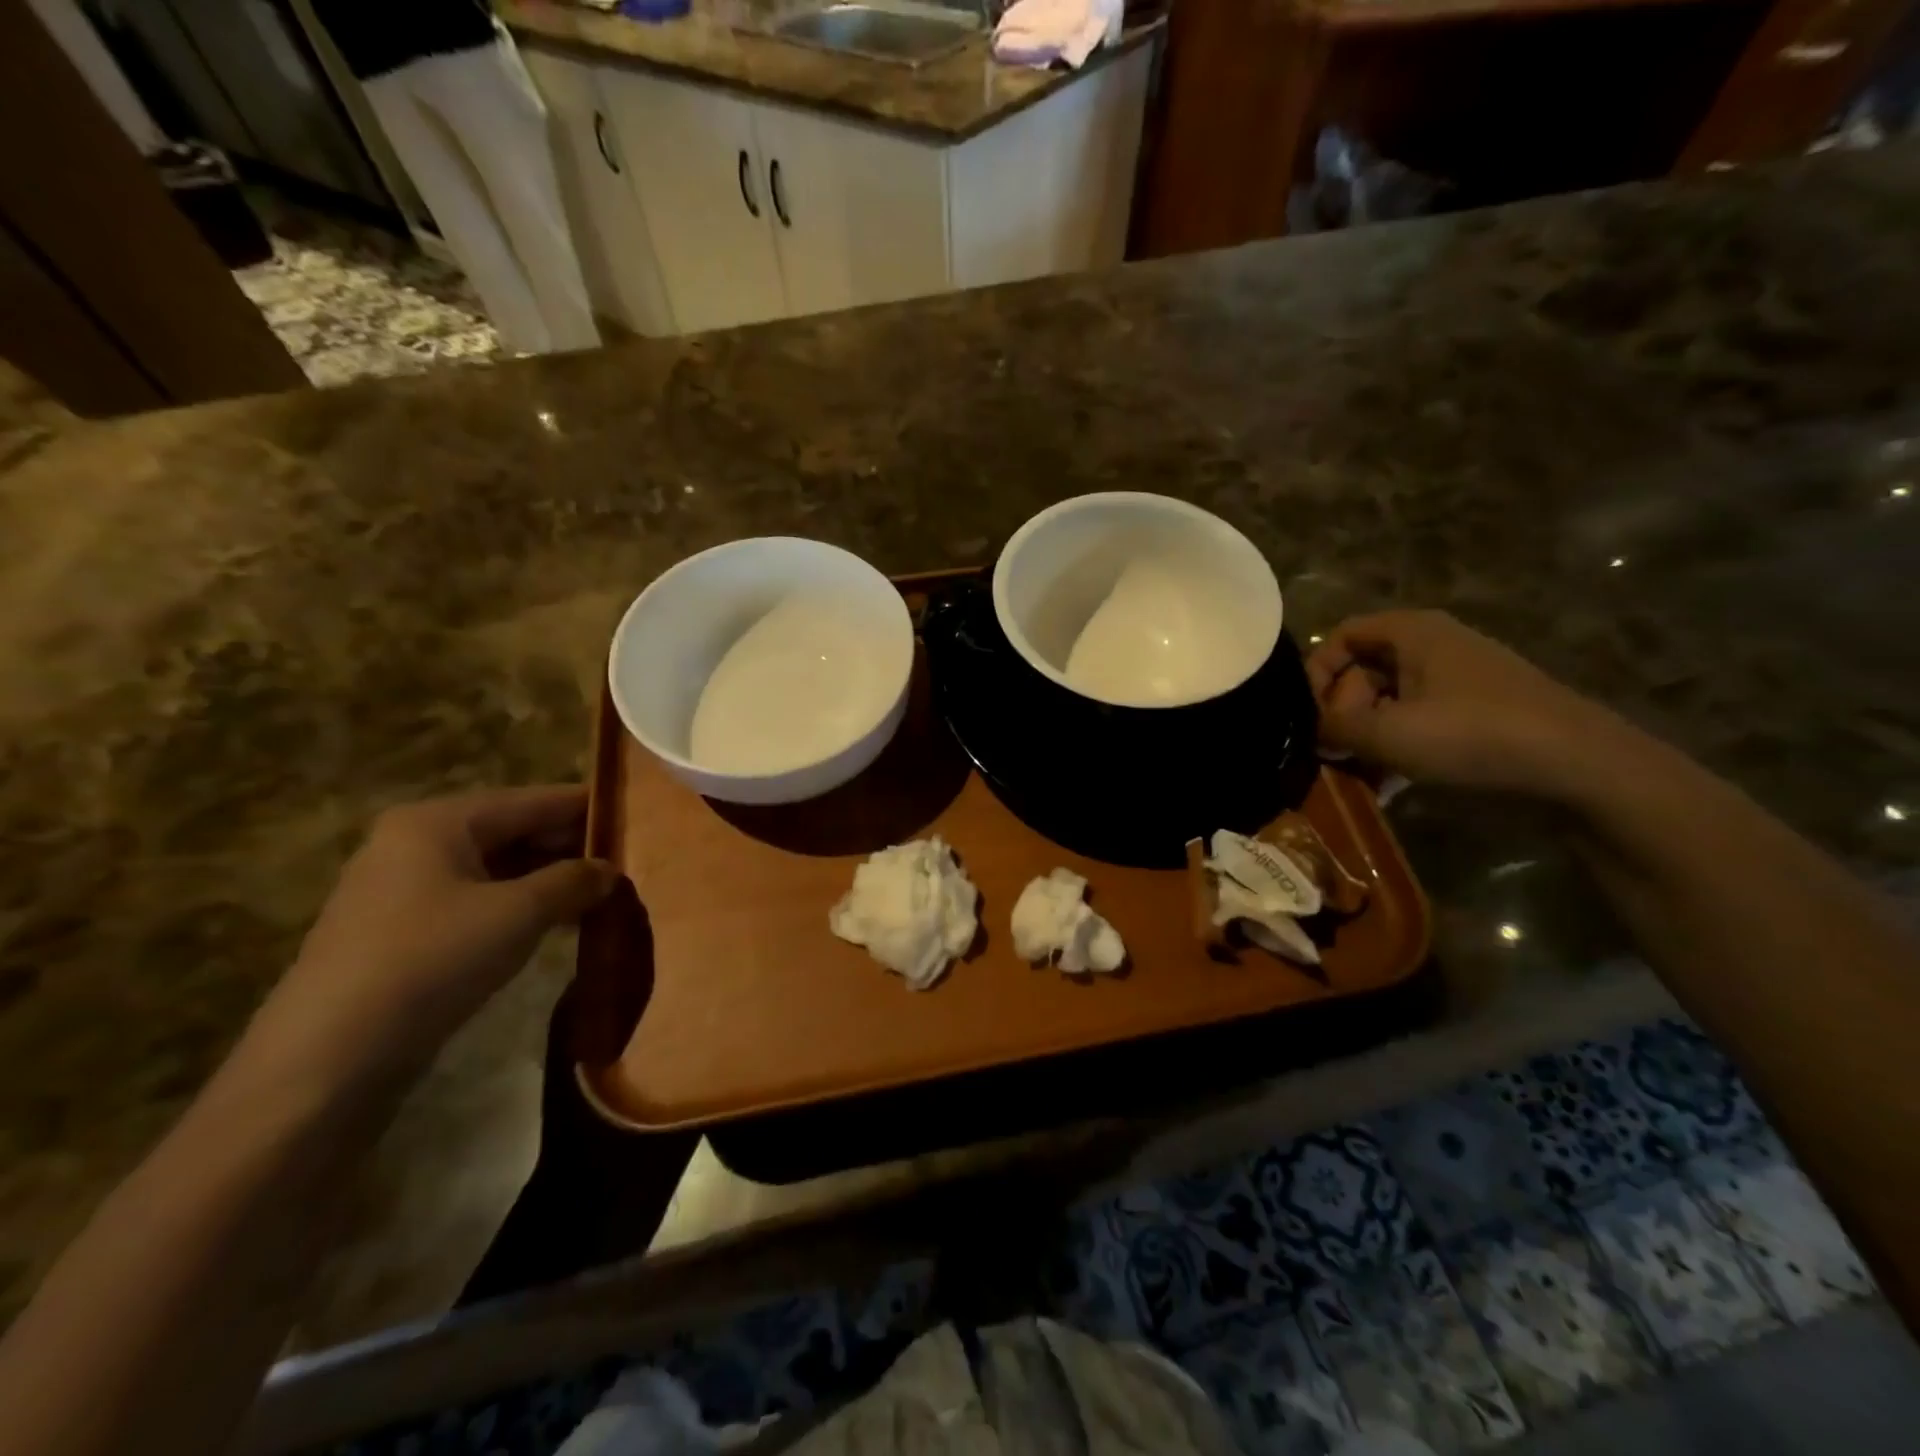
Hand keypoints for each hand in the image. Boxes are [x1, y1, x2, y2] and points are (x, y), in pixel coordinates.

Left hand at [250, 787, 619, 1078]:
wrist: (328, 1059)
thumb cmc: (431, 960)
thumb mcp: (518, 914)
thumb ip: (572, 881)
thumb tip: (610, 870)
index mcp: (438, 822)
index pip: (532, 800)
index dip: (586, 809)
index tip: (635, 818)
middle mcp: (416, 843)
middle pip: (513, 831)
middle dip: (570, 848)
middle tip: (627, 865)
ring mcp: (405, 889)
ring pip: (498, 870)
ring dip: (550, 882)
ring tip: (603, 896)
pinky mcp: (403, 932)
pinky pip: (478, 901)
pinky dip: (520, 907)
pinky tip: (558, 925)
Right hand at [1305, 610, 1632, 797]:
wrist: (1579, 767)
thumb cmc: (1472, 734)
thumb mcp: (1387, 732)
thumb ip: (1334, 726)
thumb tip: (1308, 728)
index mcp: (1412, 633)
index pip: (1342, 636)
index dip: (1315, 671)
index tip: (1306, 714)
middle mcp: (1433, 647)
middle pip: (1363, 671)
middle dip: (1340, 712)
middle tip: (1330, 751)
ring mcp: (1457, 682)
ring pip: (1388, 703)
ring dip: (1364, 738)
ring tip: (1353, 776)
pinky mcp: (1475, 715)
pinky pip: (1418, 723)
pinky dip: (1396, 749)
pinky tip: (1385, 787)